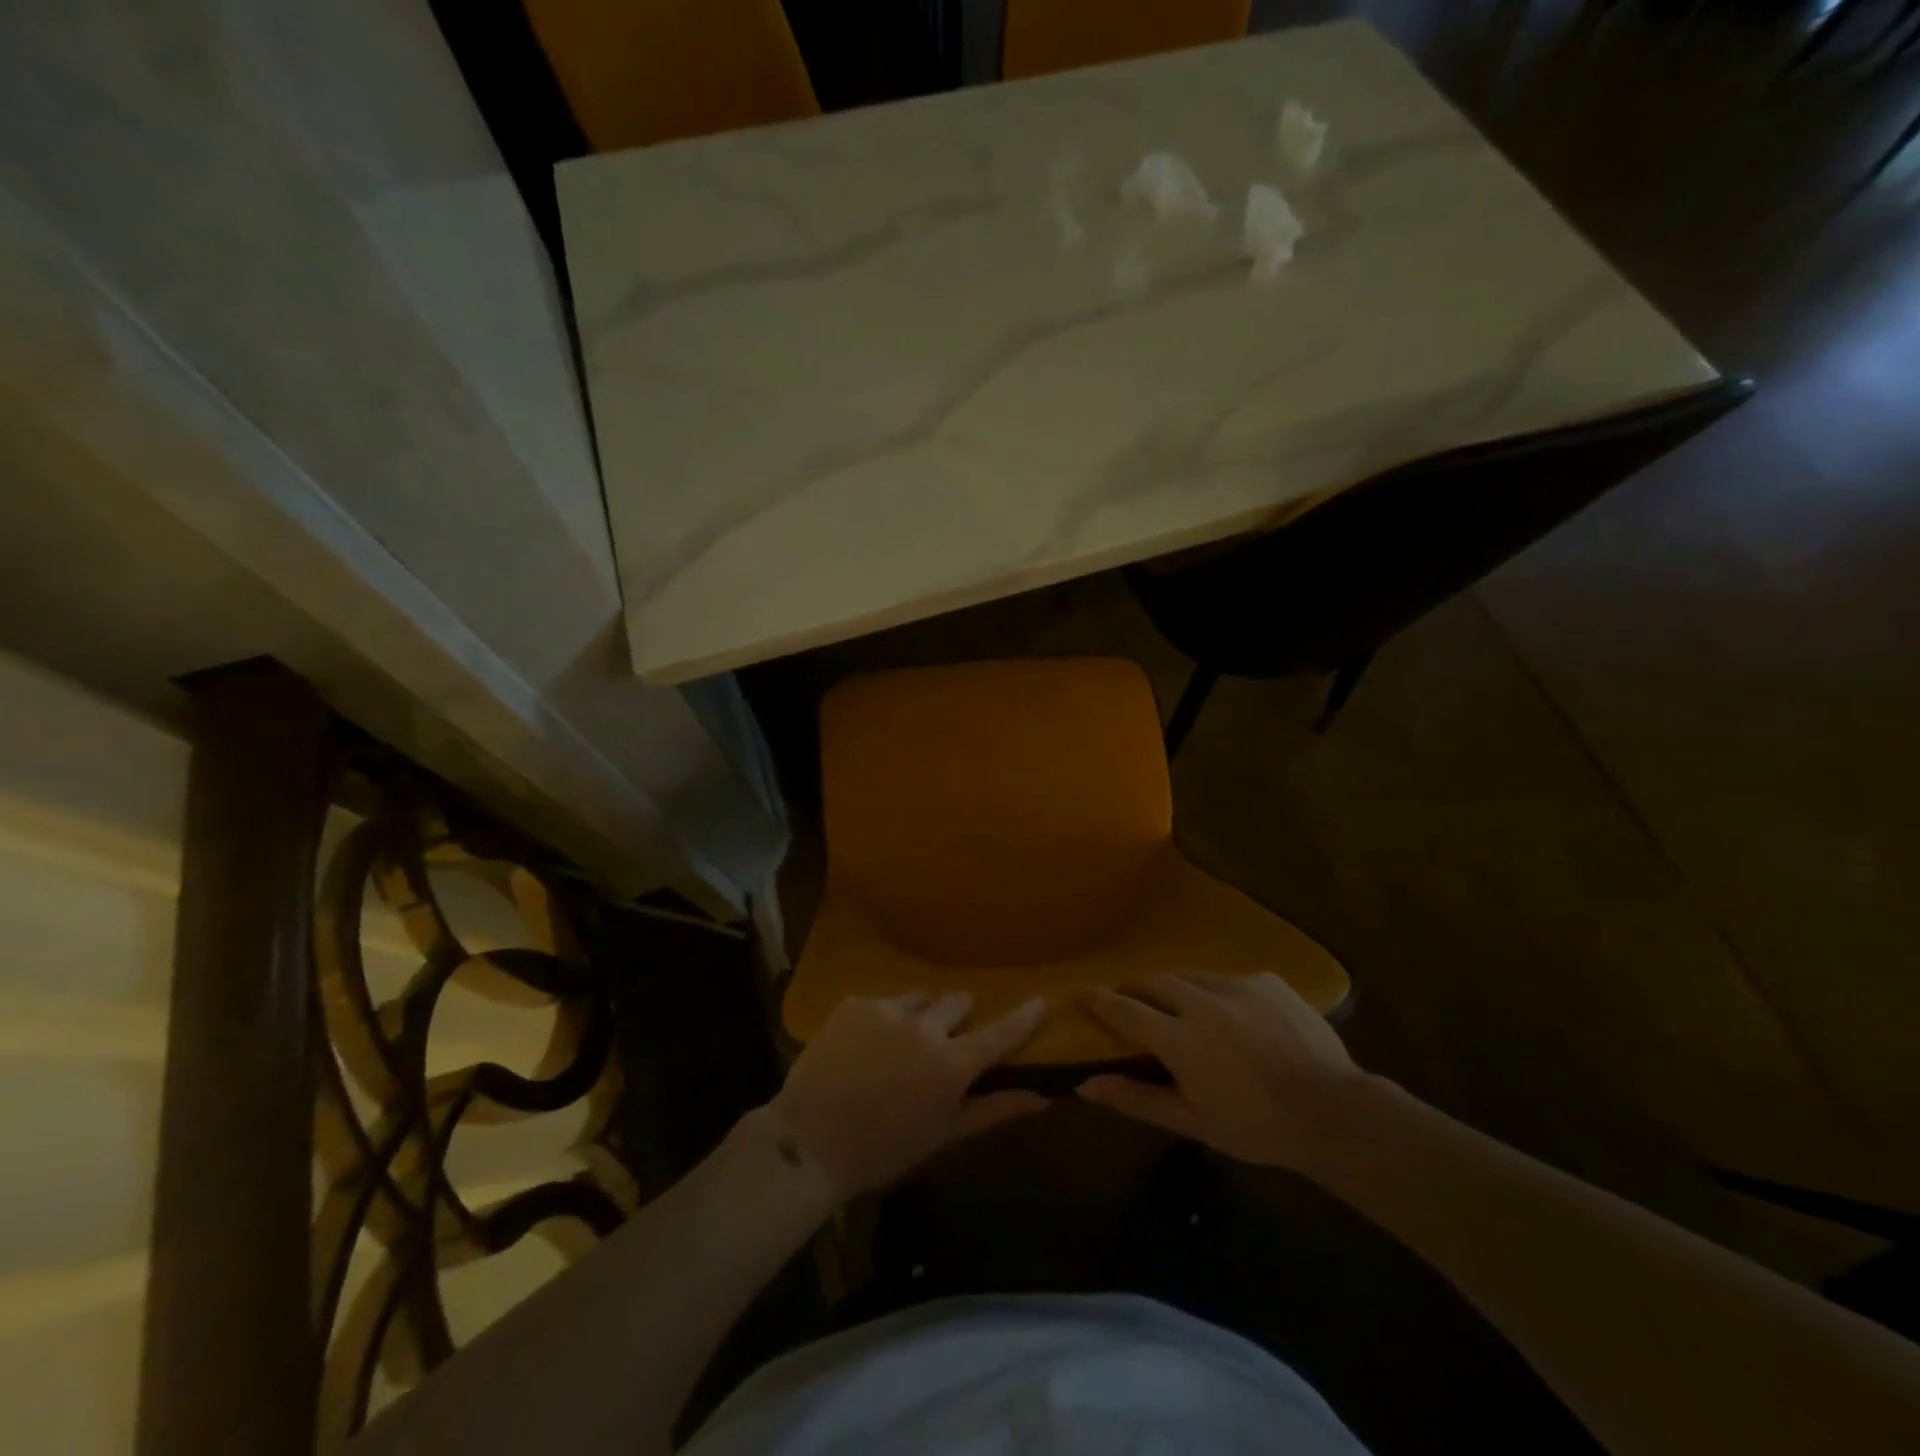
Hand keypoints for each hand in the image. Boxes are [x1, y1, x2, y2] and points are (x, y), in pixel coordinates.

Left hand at [767, 991, 1050, 1198]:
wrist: (809, 1142)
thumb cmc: (884, 1150)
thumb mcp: (944, 1135)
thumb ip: (994, 1110)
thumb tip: (1043, 1097)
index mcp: (951, 1063)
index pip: (1000, 1033)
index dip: (1025, 1017)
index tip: (1042, 1000)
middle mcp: (925, 1026)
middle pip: (958, 1002)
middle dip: (958, 1018)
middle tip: (943, 1043)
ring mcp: (887, 1010)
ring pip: (920, 998)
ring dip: (920, 1015)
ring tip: (899, 1045)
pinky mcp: (855, 1004)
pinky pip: (882, 1002)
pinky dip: (882, 1019)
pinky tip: (863, 1048)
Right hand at [1077, 972, 1368, 1172]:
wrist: (1334, 1112)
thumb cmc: (1256, 1127)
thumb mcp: (1193, 1122)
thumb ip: (1136, 1099)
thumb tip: (1085, 1084)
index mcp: (1180, 1038)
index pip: (1125, 1009)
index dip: (1100, 1001)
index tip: (1083, 995)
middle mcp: (1202, 1001)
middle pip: (1154, 982)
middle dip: (1136, 988)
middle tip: (1130, 1000)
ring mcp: (1238, 985)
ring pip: (1192, 976)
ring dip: (1176, 987)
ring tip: (1179, 1004)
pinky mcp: (1267, 980)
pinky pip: (1230, 979)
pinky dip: (1218, 992)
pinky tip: (1233, 1014)